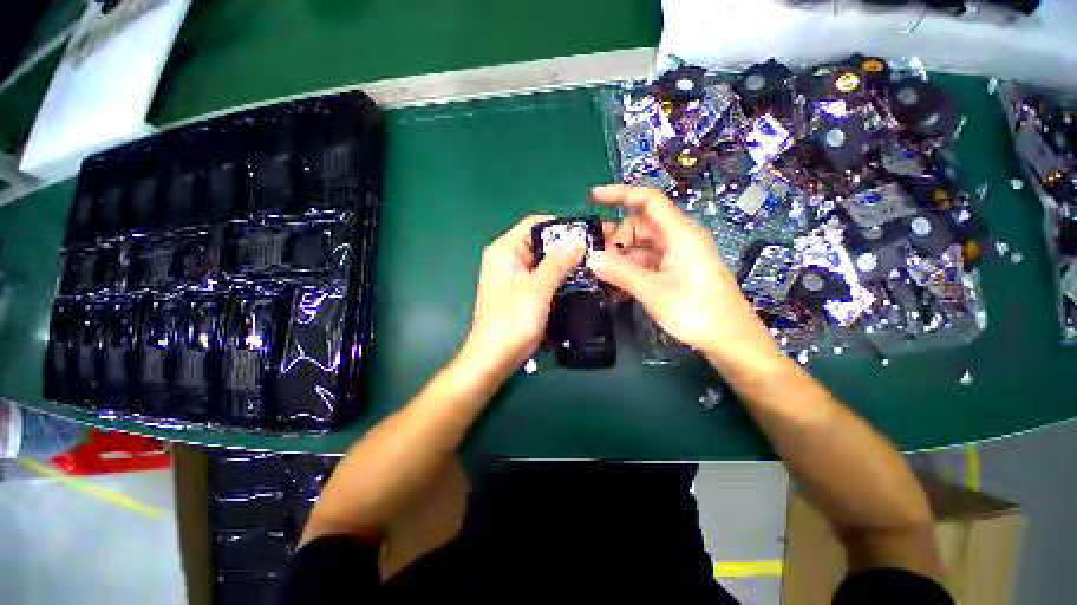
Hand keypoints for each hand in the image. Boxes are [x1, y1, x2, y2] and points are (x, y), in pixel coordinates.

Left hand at [460, 215, 584, 377]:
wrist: (494, 359)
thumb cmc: (512, 321)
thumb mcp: (538, 289)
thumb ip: (558, 262)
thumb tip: (579, 240)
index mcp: (504, 250)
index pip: (535, 224)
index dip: (562, 226)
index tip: (588, 233)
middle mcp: (508, 259)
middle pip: (541, 242)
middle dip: (568, 246)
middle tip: (597, 250)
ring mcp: (515, 277)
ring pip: (544, 261)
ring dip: (566, 263)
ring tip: (594, 265)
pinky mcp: (522, 293)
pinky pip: (544, 277)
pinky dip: (560, 278)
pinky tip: (580, 281)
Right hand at [587, 185, 781, 371]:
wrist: (729, 339)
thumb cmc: (695, 311)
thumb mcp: (653, 291)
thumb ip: (620, 273)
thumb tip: (591, 258)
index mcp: (680, 234)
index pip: (648, 201)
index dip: (620, 194)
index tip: (593, 197)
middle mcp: (679, 239)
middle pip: (640, 225)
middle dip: (616, 238)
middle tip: (597, 259)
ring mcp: (678, 256)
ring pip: (642, 246)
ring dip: (621, 258)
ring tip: (602, 276)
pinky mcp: (676, 271)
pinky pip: (648, 262)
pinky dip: (631, 270)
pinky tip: (617, 288)